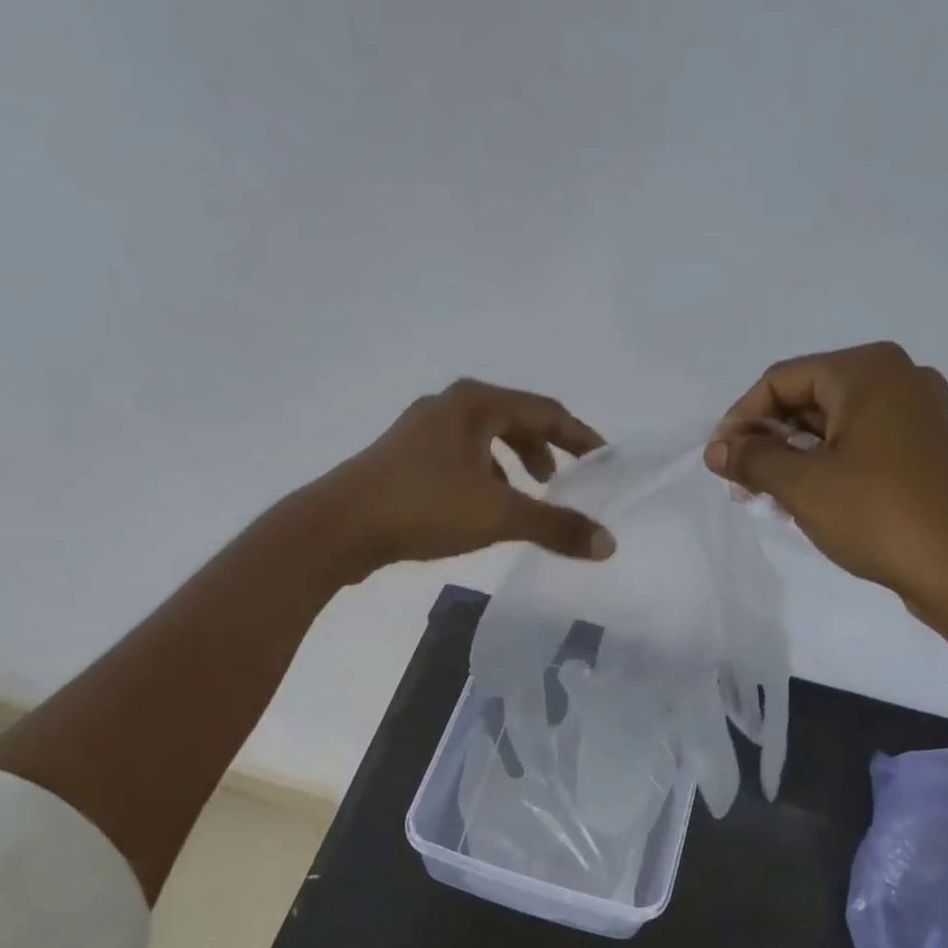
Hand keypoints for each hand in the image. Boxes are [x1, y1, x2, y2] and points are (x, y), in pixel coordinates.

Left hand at [311, 378, 614, 575]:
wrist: (339, 527)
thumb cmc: (423, 507)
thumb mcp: (499, 515)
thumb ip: (555, 526)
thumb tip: (608, 544)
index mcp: (474, 404)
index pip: (544, 410)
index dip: (579, 436)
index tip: (603, 460)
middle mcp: (448, 407)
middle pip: (513, 419)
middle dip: (543, 449)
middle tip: (559, 481)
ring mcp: (419, 432)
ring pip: (483, 441)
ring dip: (511, 465)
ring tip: (525, 497)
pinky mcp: (402, 459)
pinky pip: (459, 459)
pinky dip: (483, 478)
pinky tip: (482, 510)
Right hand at [705, 342, 947, 622]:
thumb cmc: (877, 515)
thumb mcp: (802, 485)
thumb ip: (751, 459)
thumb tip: (716, 449)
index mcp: (867, 370)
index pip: (781, 379)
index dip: (742, 419)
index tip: (719, 462)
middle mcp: (897, 378)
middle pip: (808, 397)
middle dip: (767, 439)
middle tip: (740, 483)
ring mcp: (916, 412)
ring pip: (832, 423)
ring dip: (792, 456)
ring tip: (766, 497)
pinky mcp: (923, 447)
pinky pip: (858, 442)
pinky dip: (825, 464)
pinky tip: (805, 500)